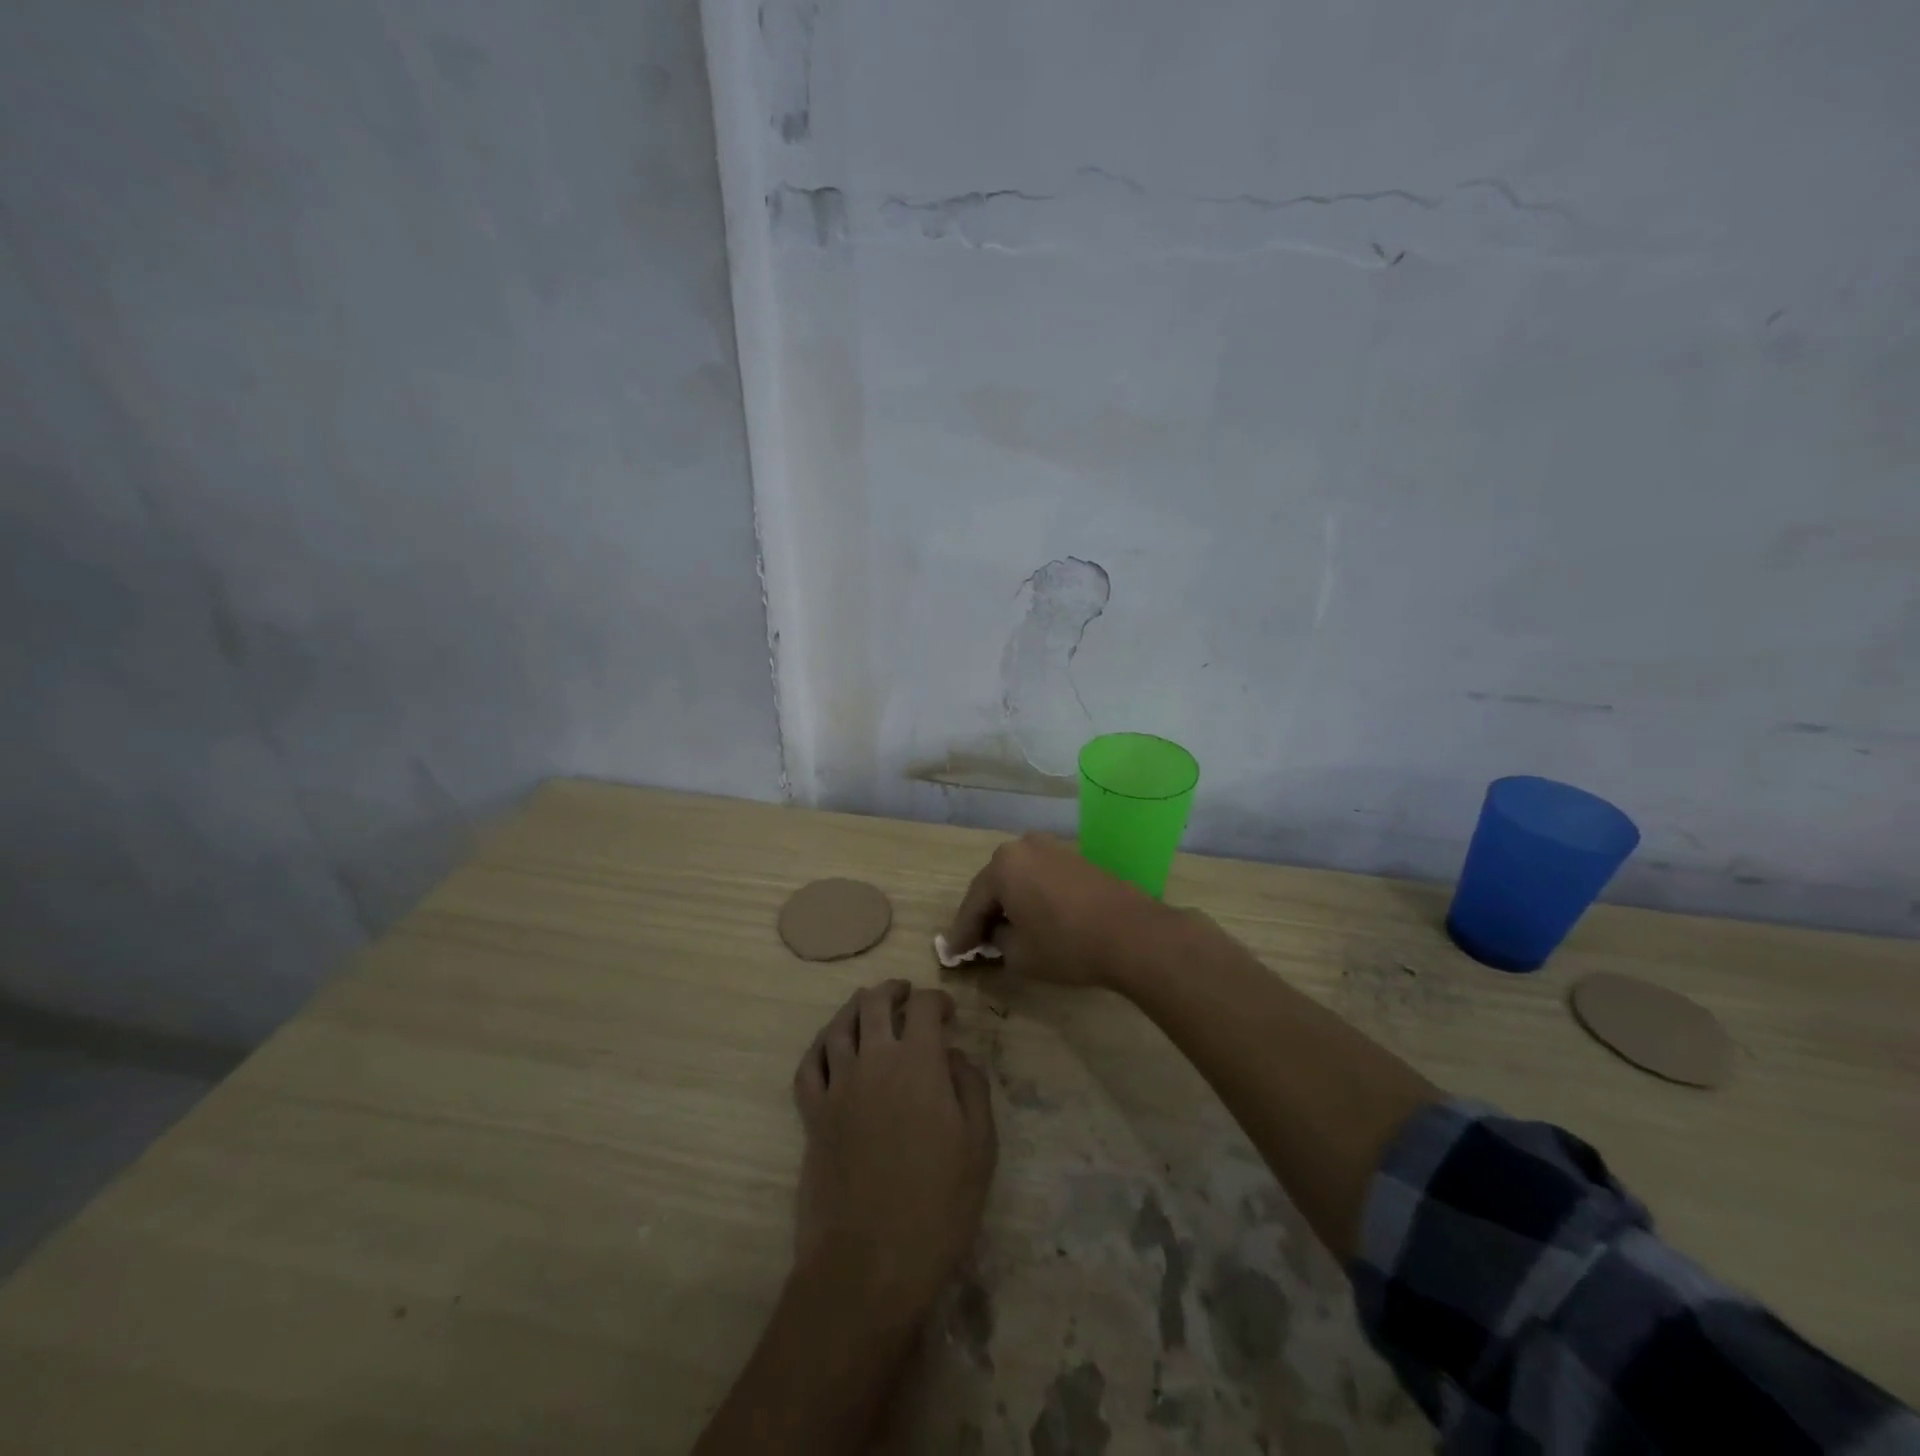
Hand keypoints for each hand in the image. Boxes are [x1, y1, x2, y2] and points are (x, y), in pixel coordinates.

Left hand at [791, 981, 996, 1325]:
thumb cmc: (937, 1207)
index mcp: (918, 1063)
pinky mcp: (811, 1116)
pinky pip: (807, 1066)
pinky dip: (819, 1047)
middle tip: (905, 994)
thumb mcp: (979, 1147)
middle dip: (892, 991)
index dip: (937, 999)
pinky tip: (829, 1047)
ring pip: (837, 1026)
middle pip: (874, 1003)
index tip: (947, 1012)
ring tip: (867, 1006)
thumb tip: (954, 1056)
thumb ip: (971, 1088)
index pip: (923, 1006)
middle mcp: (873, 1061)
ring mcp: (837, 1087)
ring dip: (854, 1008)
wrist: (869, 1264)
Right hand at [943, 833, 1178, 987]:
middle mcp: (1023, 847)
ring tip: (1001, 932)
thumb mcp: (1019, 954)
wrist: (1131, 933)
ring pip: (1017, 879)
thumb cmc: (1066, 944)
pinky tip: (1030, 919)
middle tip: (974, 943)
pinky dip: (1030, 897)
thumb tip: (996, 935)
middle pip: (993, 885)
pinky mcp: (1074, 859)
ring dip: (1008, 904)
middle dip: (984, 914)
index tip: (952, 955)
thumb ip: (997, 942)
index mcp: (1002, 865)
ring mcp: (1052, 849)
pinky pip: (1039, 878)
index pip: (972, 904)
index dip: (962, 933)